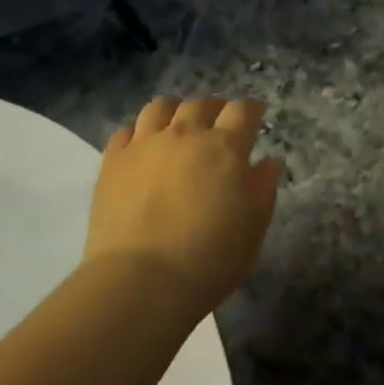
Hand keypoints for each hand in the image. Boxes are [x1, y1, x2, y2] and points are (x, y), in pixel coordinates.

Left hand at [84, 97, 283, 309]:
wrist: (141, 280)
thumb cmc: (210, 259)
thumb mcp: (253, 228)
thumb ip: (263, 189)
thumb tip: (270, 161)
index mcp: (224, 148)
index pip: (241, 111)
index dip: (251, 109)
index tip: (256, 114)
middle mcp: (185, 135)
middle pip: (201, 104)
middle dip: (214, 108)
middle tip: (219, 122)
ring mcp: (145, 145)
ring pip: (160, 107)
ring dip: (175, 110)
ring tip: (178, 125)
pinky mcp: (113, 161)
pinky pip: (125, 131)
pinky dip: (138, 133)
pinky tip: (142, 147)